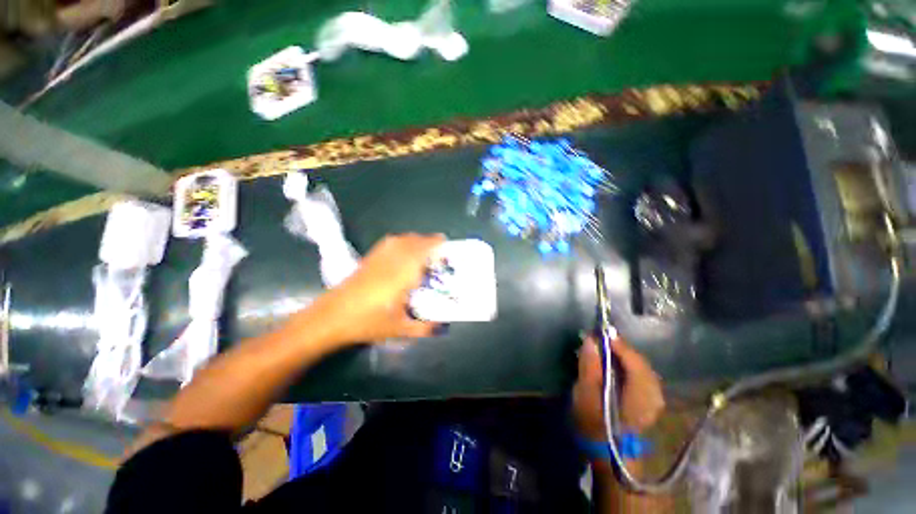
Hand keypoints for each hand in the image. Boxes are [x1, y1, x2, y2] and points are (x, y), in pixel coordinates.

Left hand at [315, 233, 444, 344]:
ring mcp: (379, 257)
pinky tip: (402, 249)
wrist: (332, 317)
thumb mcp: (400, 329)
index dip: (435, 244)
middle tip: (438, 249)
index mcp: (403, 274)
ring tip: (423, 247)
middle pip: (413, 241)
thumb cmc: (368, 322)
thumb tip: (444, 327)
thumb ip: (425, 328)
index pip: (423, 251)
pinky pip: (389, 242)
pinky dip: (401, 240)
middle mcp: (393, 261)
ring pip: (401, 239)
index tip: (445, 243)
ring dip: (415, 239)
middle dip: (428, 241)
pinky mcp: (369, 258)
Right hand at [573, 336, 664, 438]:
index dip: (618, 343)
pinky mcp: (651, 400)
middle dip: (619, 348)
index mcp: (641, 395)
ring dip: (623, 356)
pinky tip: (615, 365)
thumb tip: (591, 340)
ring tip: (605, 350)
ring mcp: (655, 398)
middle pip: (639, 361)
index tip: (600, 332)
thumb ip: (589, 366)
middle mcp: (654, 394)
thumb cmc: (595, 425)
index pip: (634, 360)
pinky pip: (641, 374)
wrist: (609, 454)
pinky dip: (627, 365)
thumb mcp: (586, 396)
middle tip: (599, 340)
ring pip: (640, 366)